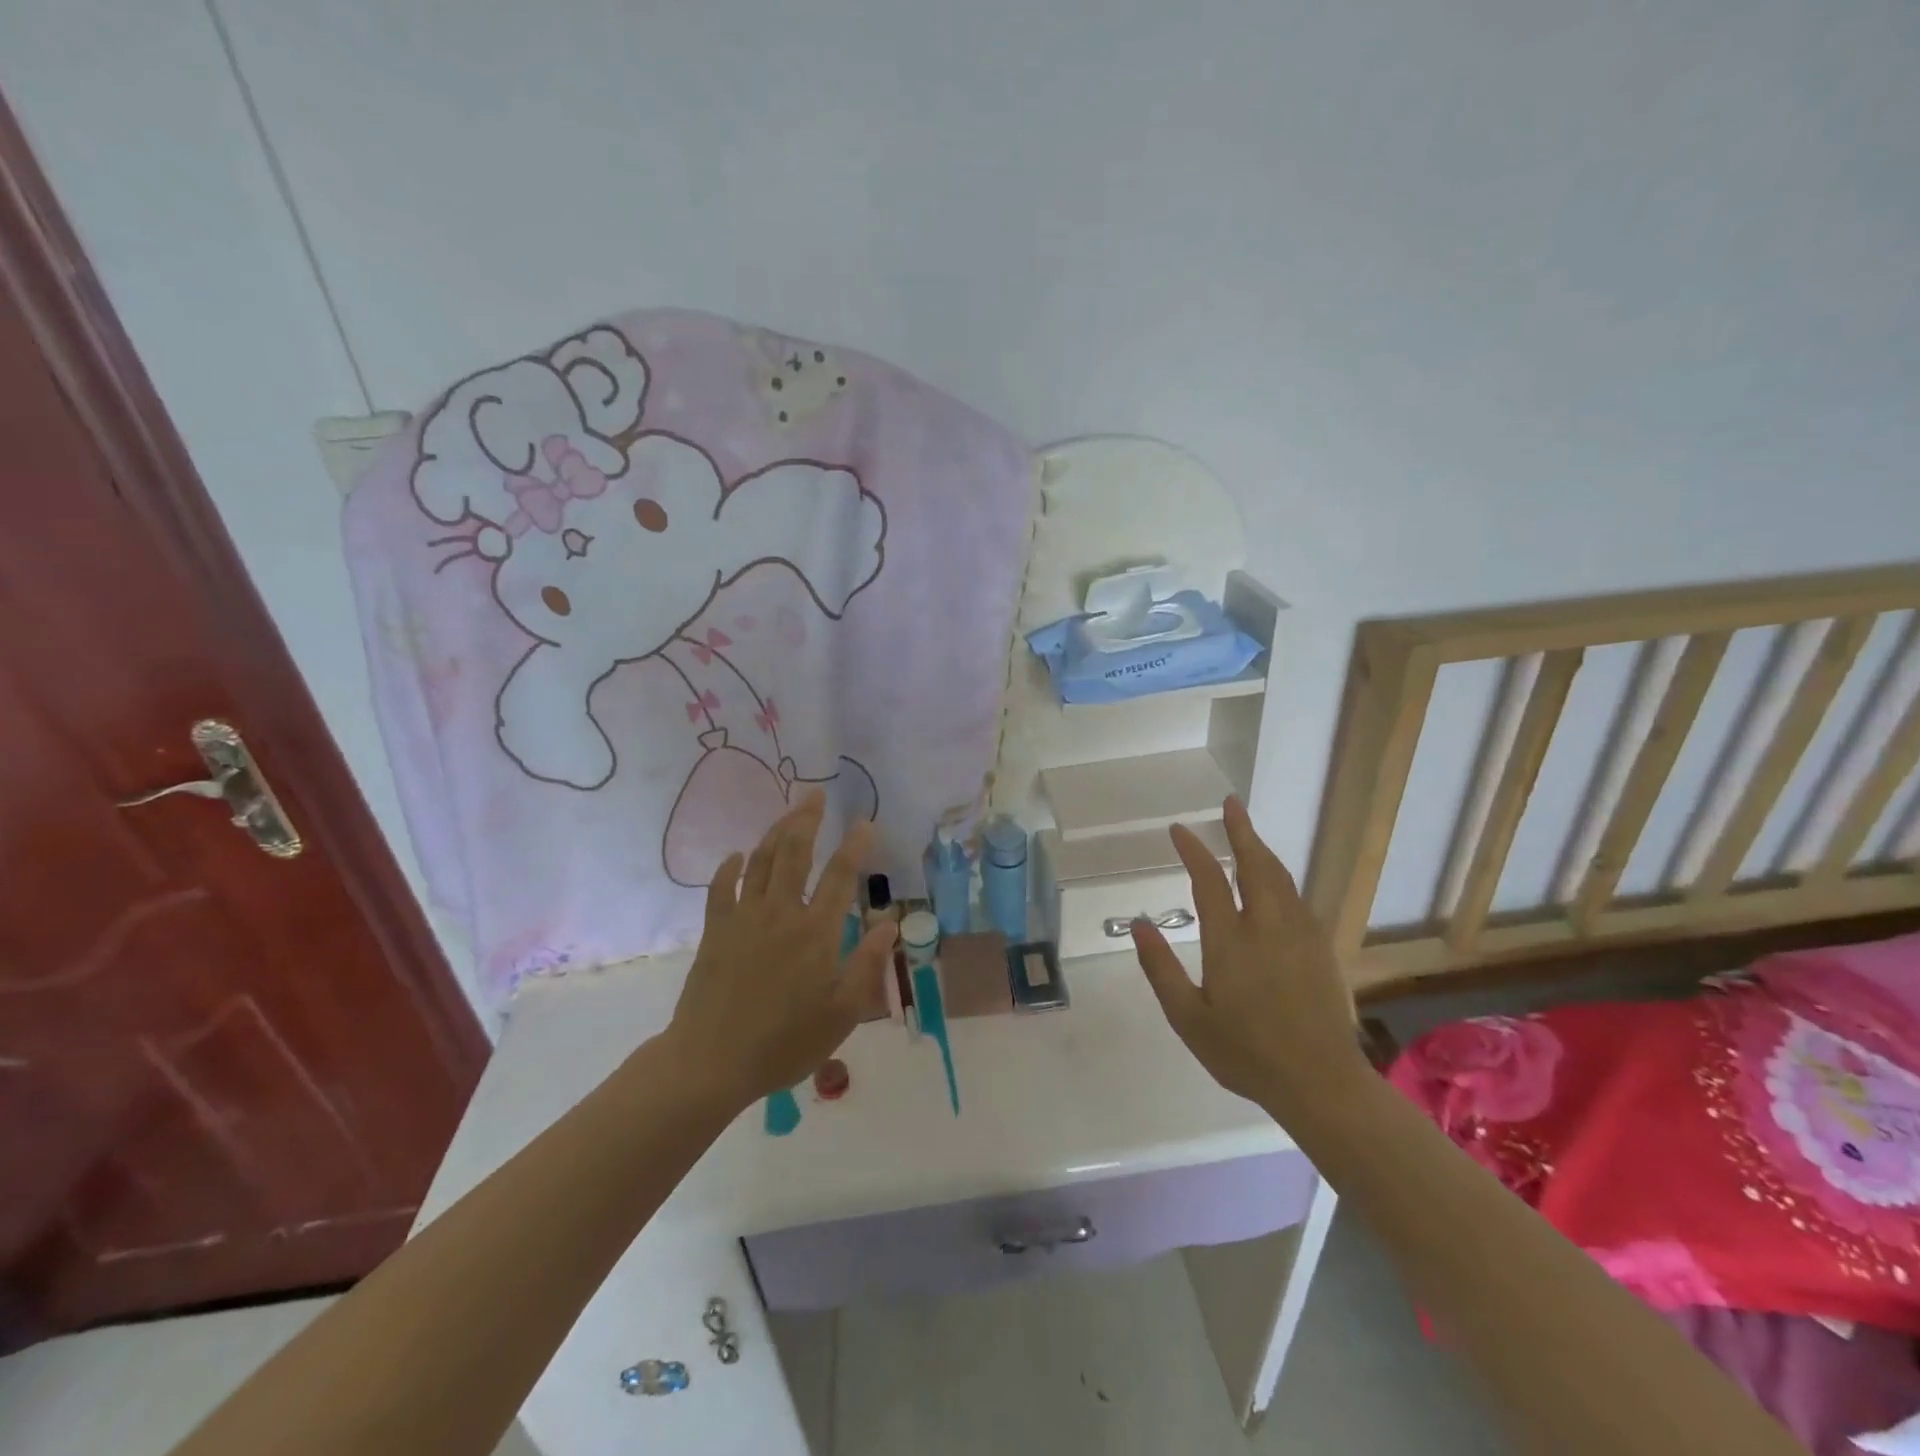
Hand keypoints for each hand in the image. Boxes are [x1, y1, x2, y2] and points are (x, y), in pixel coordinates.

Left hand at [665, 789, 894, 1111]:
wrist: (712, 1061)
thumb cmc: (785, 1042)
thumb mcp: (841, 1012)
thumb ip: (867, 964)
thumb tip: (890, 924)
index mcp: (816, 932)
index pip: (840, 877)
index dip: (855, 847)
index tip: (866, 822)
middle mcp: (781, 913)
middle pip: (795, 853)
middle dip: (807, 819)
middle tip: (816, 794)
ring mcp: (744, 918)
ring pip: (761, 862)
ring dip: (775, 832)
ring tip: (788, 812)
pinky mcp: (716, 931)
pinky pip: (722, 888)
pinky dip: (730, 867)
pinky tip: (737, 855)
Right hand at [1132, 797, 1368, 1121]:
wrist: (1321, 1082)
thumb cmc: (1245, 1053)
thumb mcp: (1187, 1018)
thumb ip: (1160, 968)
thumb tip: (1139, 924)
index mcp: (1231, 941)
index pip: (1209, 880)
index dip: (1194, 851)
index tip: (1179, 829)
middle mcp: (1268, 927)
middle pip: (1256, 865)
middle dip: (1241, 831)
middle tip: (1231, 804)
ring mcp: (1300, 936)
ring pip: (1281, 878)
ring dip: (1262, 851)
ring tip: (1248, 833)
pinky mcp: (1321, 949)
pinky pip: (1296, 898)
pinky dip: (1280, 877)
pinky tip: (1274, 882)